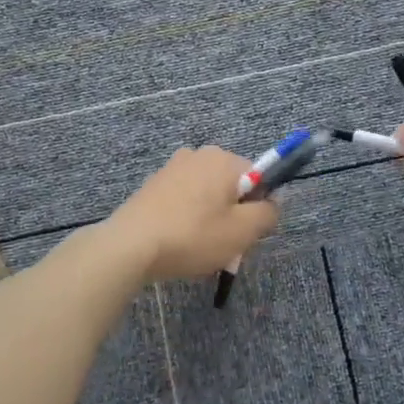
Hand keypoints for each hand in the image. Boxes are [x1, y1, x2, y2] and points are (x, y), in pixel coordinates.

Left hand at [104, 146, 279, 281]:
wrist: (130, 246)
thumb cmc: (193, 236)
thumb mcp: (242, 231)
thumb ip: (267, 213)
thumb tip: (273, 203)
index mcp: (223, 158)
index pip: (258, 178)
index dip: (257, 208)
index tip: (246, 233)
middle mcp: (197, 154)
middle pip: (231, 186)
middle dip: (233, 214)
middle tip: (225, 245)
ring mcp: (171, 168)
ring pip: (207, 196)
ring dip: (210, 219)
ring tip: (199, 249)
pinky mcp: (152, 186)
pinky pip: (184, 201)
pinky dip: (187, 219)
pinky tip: (179, 243)